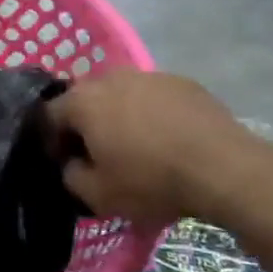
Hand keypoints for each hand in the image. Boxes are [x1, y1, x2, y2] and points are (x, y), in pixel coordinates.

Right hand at [44, 71, 270, 227]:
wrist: (224, 169)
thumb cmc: (151, 181)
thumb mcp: (98, 196)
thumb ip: (71, 176)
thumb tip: (73, 164)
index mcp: (82, 101)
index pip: (48, 115)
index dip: (51, 140)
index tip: (66, 163)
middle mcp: (110, 77)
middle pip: (85, 99)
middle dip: (85, 124)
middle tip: (99, 154)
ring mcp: (149, 75)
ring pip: (120, 95)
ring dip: (119, 116)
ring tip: (136, 146)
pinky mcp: (182, 82)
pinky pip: (153, 97)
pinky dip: (151, 114)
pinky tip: (167, 139)